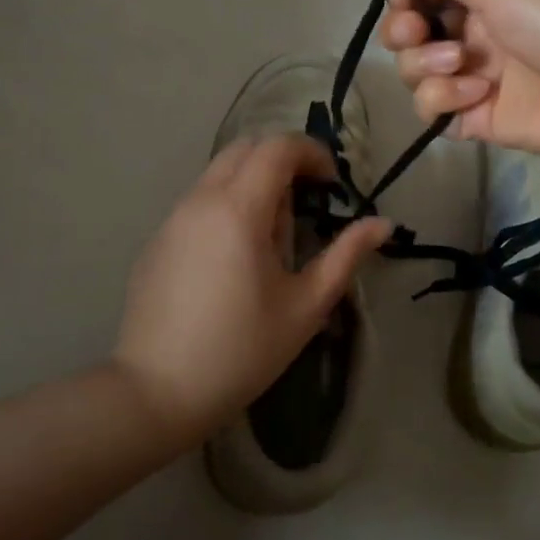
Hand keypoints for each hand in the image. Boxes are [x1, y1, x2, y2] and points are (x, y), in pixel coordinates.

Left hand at [114, 135, 390, 448]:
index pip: (278, 147)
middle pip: (245, 149)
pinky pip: (198, 202)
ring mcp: (172, 219)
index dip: (312, 153)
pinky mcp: (156, 241)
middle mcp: (201, 200)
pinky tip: (233, 260)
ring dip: (253, 185)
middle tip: (305, 204)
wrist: (157, 392)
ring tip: (271, 239)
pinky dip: (226, 206)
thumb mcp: (306, 305)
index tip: (332, 185)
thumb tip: (383, 224)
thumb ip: (346, 255)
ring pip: (218, 174)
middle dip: (282, 162)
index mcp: (239, 209)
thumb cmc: (242, 350)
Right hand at [379, 0, 539, 166]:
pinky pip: (432, 110)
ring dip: (423, 65)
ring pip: (414, 73)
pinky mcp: (477, 120)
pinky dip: (441, 100)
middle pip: (410, 35)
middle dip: (403, 31)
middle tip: (416, 31)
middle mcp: (476, 33)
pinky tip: (474, 93)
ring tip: (457, 62)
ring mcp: (475, 78)